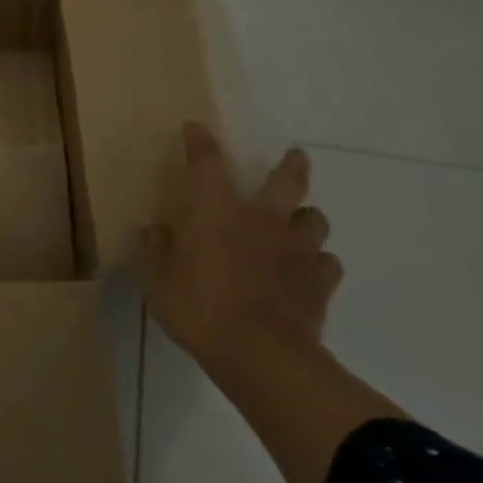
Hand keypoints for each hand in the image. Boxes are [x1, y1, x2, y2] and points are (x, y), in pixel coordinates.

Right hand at [140, 121, 342, 377]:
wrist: (260, 355)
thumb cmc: (199, 308)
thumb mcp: (158, 280)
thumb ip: (155, 250)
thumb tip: (155, 230)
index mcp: (217, 212)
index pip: (207, 164)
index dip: (200, 143)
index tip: (196, 128)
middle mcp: (261, 221)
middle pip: (287, 182)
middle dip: (291, 166)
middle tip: (296, 156)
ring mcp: (296, 251)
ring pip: (314, 220)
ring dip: (306, 219)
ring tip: (298, 225)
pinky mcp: (320, 284)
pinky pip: (327, 264)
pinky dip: (318, 264)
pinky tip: (308, 273)